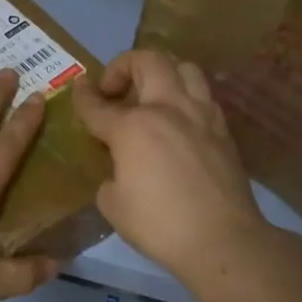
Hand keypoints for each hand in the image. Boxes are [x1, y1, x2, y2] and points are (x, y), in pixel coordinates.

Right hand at [73, 50, 271, 283]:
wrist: (222, 240)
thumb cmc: (159, 225)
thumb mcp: (113, 205)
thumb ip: (111, 176)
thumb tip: (121, 171)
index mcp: (133, 127)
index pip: (98, 105)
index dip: (83, 96)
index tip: (78, 89)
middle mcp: (167, 109)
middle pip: (148, 61)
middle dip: (124, 65)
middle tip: (115, 89)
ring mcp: (201, 115)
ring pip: (185, 67)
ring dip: (163, 72)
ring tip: (153, 95)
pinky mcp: (223, 130)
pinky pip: (203, 96)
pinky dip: (186, 97)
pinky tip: (179, 120)